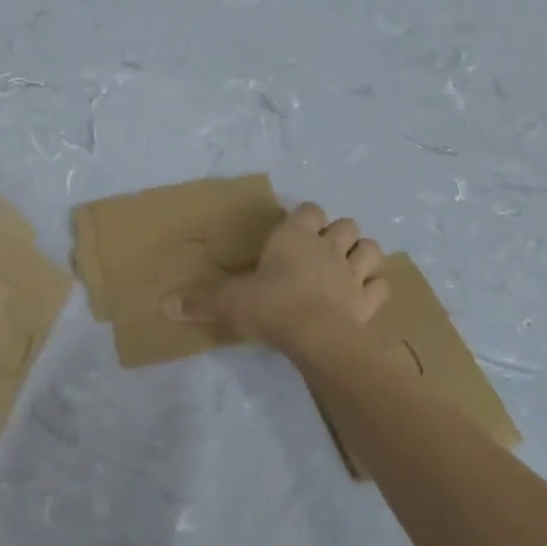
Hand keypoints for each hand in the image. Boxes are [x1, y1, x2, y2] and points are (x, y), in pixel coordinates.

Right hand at [165, 202, 387, 352]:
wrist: (316, 336)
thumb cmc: (271, 307)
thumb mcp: (230, 303)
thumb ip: (201, 302)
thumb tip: (165, 306)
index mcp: (295, 237)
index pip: (309, 210)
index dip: (306, 217)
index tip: (296, 231)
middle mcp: (327, 247)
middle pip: (346, 224)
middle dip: (338, 233)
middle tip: (322, 252)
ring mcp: (353, 272)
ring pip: (370, 248)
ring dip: (363, 254)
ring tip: (349, 266)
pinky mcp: (368, 300)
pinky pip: (381, 285)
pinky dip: (376, 287)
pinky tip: (365, 294)